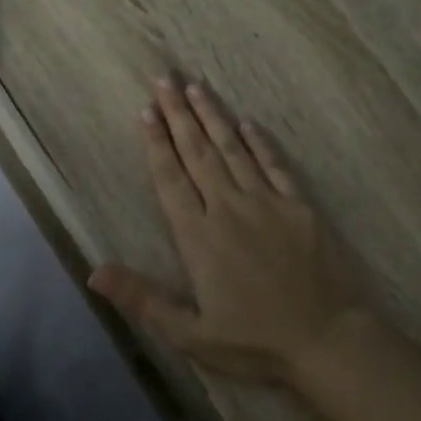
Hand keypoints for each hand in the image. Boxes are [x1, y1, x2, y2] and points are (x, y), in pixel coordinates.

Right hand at [89, 78, 369, 385]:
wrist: (326, 339)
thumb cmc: (254, 341)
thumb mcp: (190, 333)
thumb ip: (143, 299)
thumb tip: (94, 271)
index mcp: (199, 237)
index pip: (171, 179)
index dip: (156, 144)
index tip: (146, 111)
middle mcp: (229, 209)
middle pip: (199, 153)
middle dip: (179, 115)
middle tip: (165, 79)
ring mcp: (268, 203)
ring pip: (234, 150)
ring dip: (214, 117)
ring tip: (197, 86)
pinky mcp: (299, 207)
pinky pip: (275, 165)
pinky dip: (260, 143)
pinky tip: (248, 123)